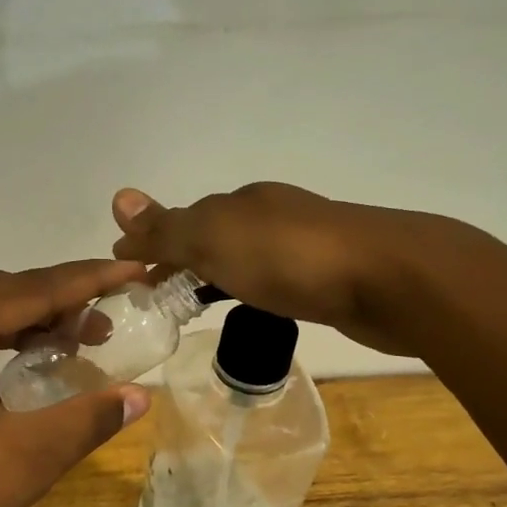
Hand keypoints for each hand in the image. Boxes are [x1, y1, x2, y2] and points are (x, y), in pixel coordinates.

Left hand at [0, 262, 152, 506]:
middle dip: (52, 305)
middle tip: (106, 321)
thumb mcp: (25, 459)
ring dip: (18, 329)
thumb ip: (87, 418)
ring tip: (72, 342)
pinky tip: (19, 376)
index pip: (20, 291)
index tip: (130, 270)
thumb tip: (141, 397)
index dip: (82, 281)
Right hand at [111, 182, 418, 354]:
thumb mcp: (216, 238)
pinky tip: (250, 308)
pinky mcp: (326, 277)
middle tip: (154, 298)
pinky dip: (247, 290)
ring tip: (190, 308)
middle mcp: (269, 216)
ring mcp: (301, 245)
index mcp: (241, 203)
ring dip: (212, 276)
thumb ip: (168, 227)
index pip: (183, 221)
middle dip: (180, 261)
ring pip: (241, 259)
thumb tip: (118, 198)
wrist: (388, 280)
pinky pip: (270, 280)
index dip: (153, 246)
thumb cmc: (291, 258)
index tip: (129, 277)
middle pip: (211, 238)